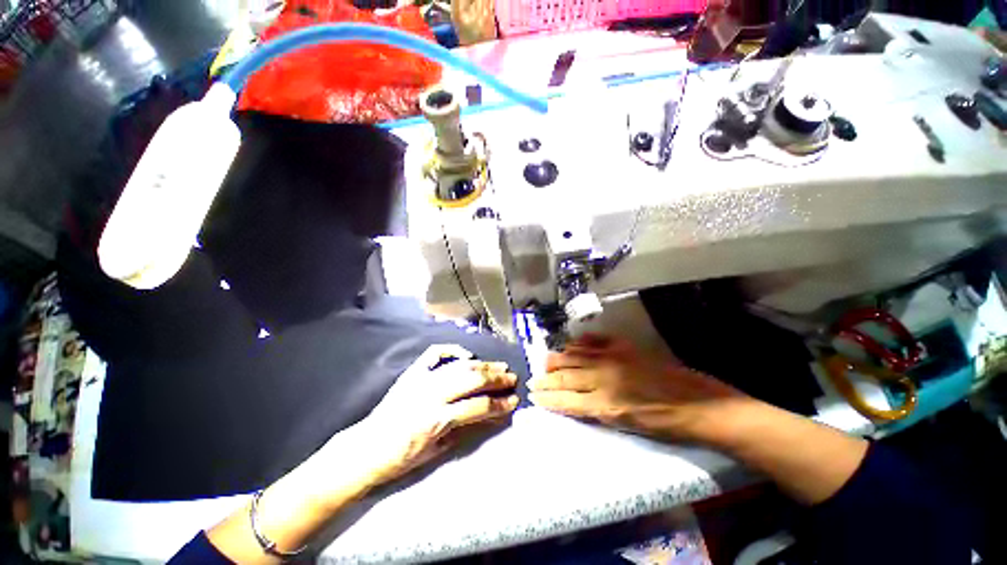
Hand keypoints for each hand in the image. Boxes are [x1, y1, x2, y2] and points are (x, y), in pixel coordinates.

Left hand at [360, 344, 518, 482]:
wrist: (365, 448)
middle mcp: (432, 393)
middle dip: (497, 378)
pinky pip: (435, 353)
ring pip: (460, 366)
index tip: (515, 400)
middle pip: (472, 380)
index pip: (478, 406)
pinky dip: (453, 350)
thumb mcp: (436, 452)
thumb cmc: (401, 458)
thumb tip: (488, 414)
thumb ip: (464, 429)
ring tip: (500, 365)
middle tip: (512, 378)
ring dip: (483, 365)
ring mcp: (422, 379)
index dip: (500, 403)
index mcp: (437, 418)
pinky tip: (467, 355)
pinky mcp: (413, 372)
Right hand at [529, 335, 745, 440]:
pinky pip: (594, 341)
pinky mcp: (623, 347)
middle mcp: (604, 378)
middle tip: (533, 379)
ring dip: (558, 359)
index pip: (566, 400)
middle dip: (547, 379)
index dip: (548, 398)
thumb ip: (598, 411)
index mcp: (605, 404)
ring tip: (546, 361)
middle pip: (566, 377)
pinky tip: (571, 344)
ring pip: (575, 356)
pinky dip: (580, 343)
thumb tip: (576, 401)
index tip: (534, 395)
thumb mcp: (628, 426)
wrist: (698, 404)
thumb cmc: (664, 424)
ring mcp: (612, 358)